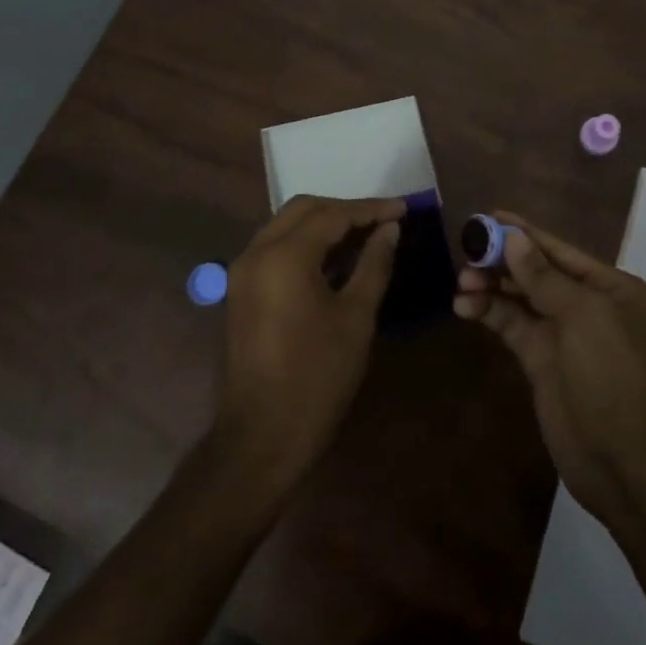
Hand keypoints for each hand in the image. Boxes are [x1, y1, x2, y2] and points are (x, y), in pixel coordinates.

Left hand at [213, 195, 401, 491]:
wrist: (261, 436)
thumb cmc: (317, 377)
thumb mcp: (356, 318)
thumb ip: (373, 265)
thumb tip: (390, 230)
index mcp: (285, 256)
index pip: (332, 215)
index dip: (370, 209)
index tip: (404, 208)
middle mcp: (257, 252)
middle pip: (304, 209)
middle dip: (345, 209)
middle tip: (383, 220)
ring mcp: (243, 271)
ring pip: (286, 225)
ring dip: (324, 223)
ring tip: (365, 234)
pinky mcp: (241, 290)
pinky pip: (276, 248)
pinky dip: (305, 243)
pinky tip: (335, 257)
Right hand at [454, 211, 645, 527]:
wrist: (626, 466)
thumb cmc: (614, 378)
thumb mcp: (583, 319)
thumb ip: (544, 277)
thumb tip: (513, 237)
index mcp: (613, 289)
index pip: (561, 251)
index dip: (525, 233)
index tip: (490, 216)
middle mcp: (590, 306)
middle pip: (538, 272)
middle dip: (502, 261)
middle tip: (466, 251)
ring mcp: (565, 336)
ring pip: (521, 299)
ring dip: (491, 287)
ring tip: (461, 282)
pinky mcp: (543, 362)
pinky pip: (513, 327)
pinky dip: (489, 314)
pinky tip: (464, 307)